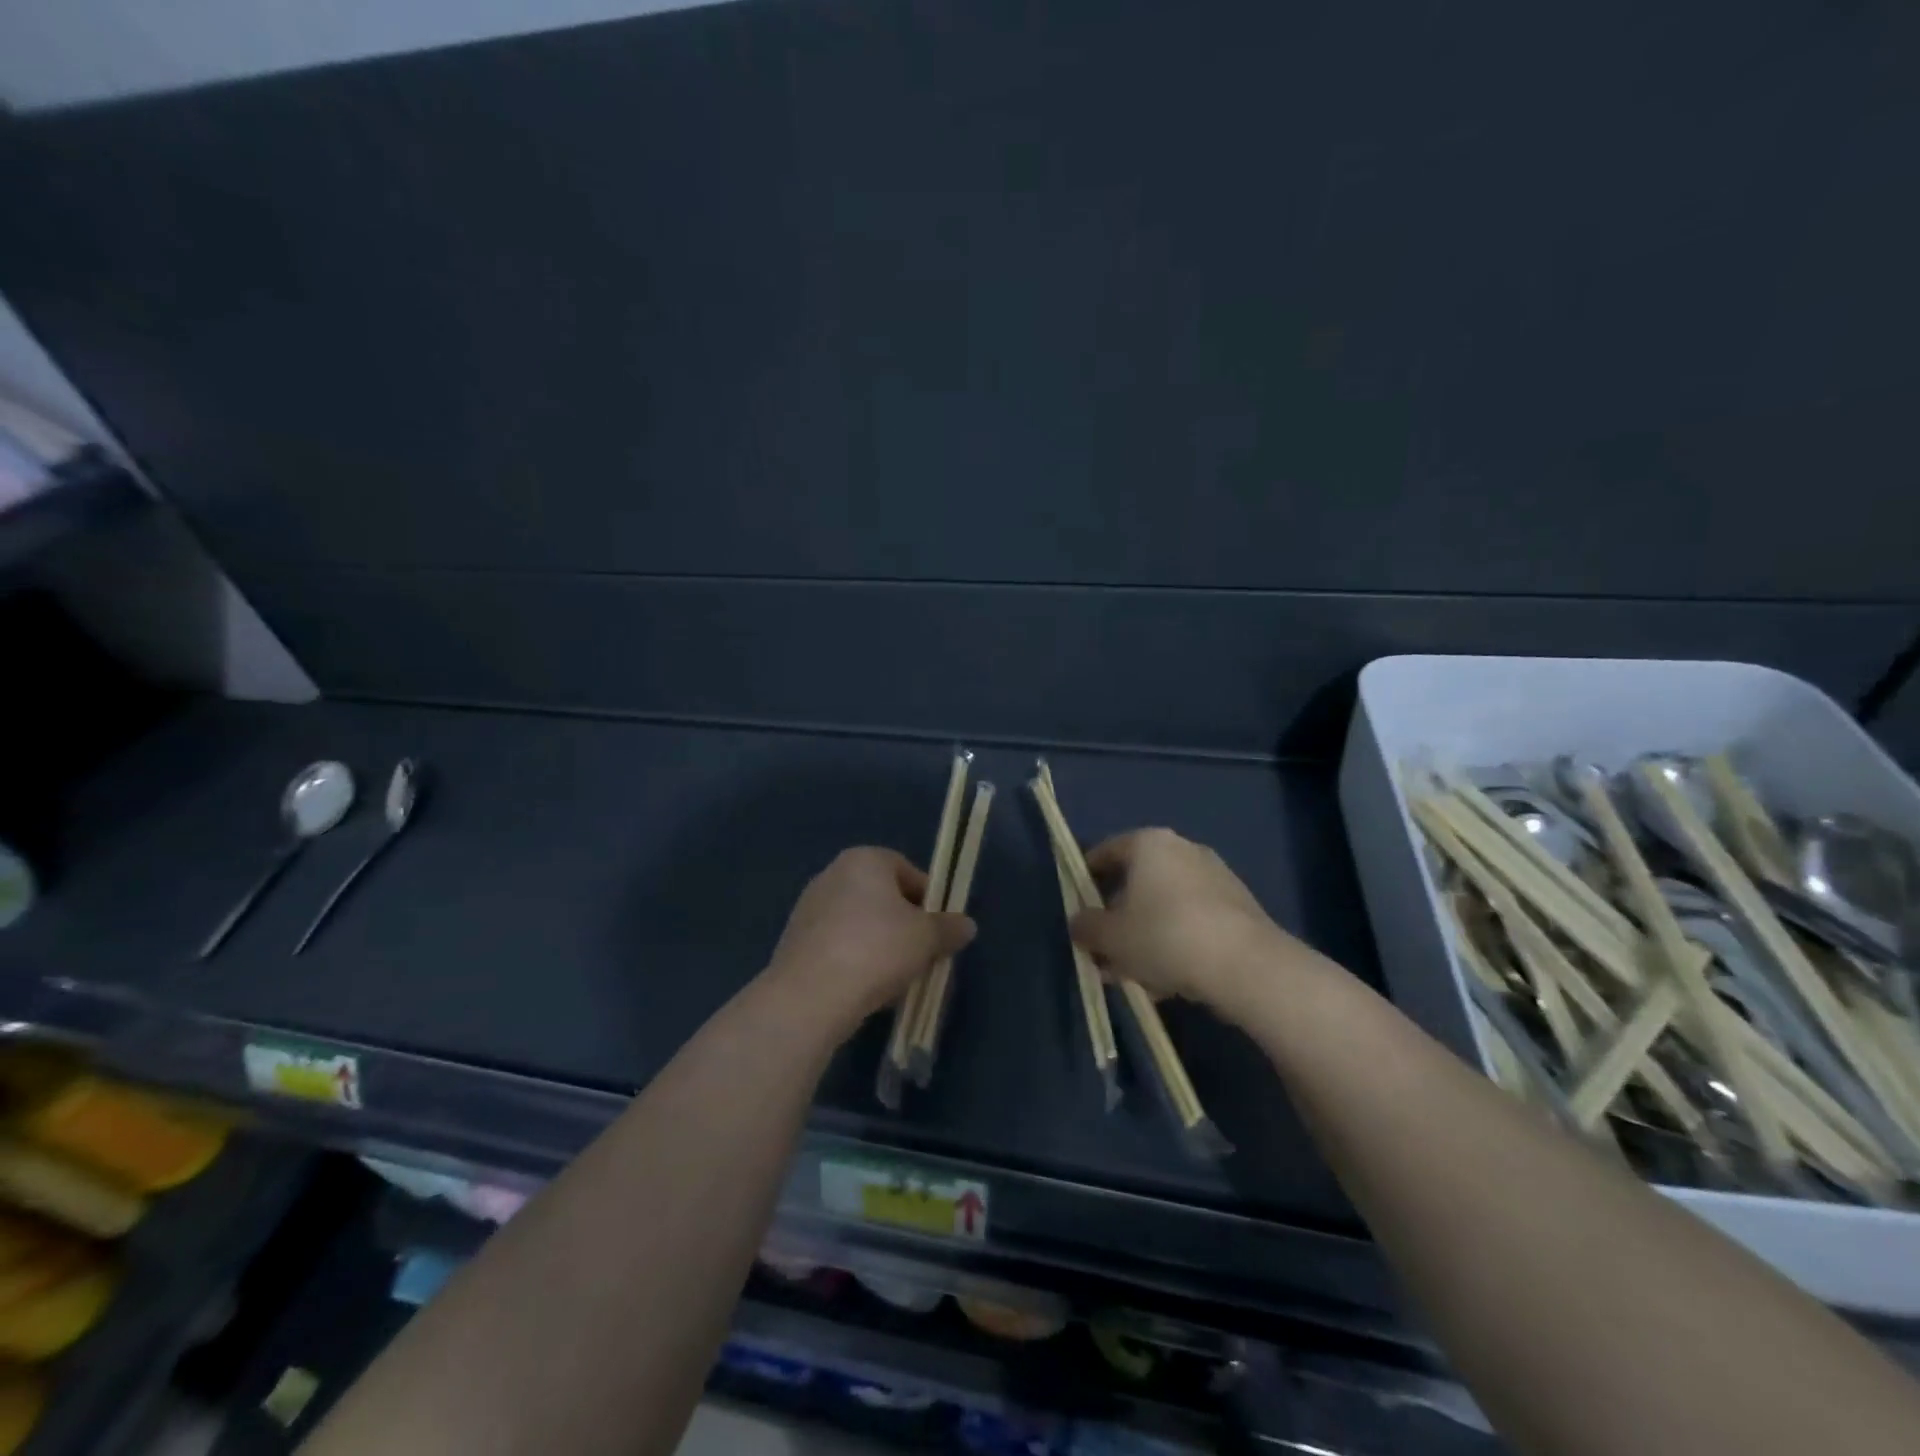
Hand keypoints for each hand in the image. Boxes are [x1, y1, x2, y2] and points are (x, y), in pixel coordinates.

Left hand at [765, 847, 975, 1029]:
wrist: (811, 995)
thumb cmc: (877, 950)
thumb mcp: (927, 938)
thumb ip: (949, 928)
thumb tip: (966, 925)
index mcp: (864, 859)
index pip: (908, 871)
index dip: (930, 900)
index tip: (939, 930)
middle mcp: (833, 874)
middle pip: (882, 897)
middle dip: (904, 924)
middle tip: (921, 955)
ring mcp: (809, 907)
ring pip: (860, 923)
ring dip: (880, 944)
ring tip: (895, 978)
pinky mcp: (795, 940)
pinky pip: (838, 944)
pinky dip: (855, 960)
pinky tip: (865, 988)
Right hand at [1070, 828, 1296, 1015]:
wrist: (1245, 965)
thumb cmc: (1164, 936)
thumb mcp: (1110, 937)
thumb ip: (1086, 927)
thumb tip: (1079, 923)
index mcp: (1149, 843)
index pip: (1106, 852)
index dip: (1085, 879)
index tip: (1076, 907)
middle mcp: (1183, 850)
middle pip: (1137, 882)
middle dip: (1117, 917)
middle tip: (1103, 950)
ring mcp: (1215, 877)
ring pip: (1165, 906)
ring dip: (1145, 935)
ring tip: (1133, 975)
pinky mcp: (1239, 907)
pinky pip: (1192, 921)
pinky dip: (1175, 943)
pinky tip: (1168, 980)